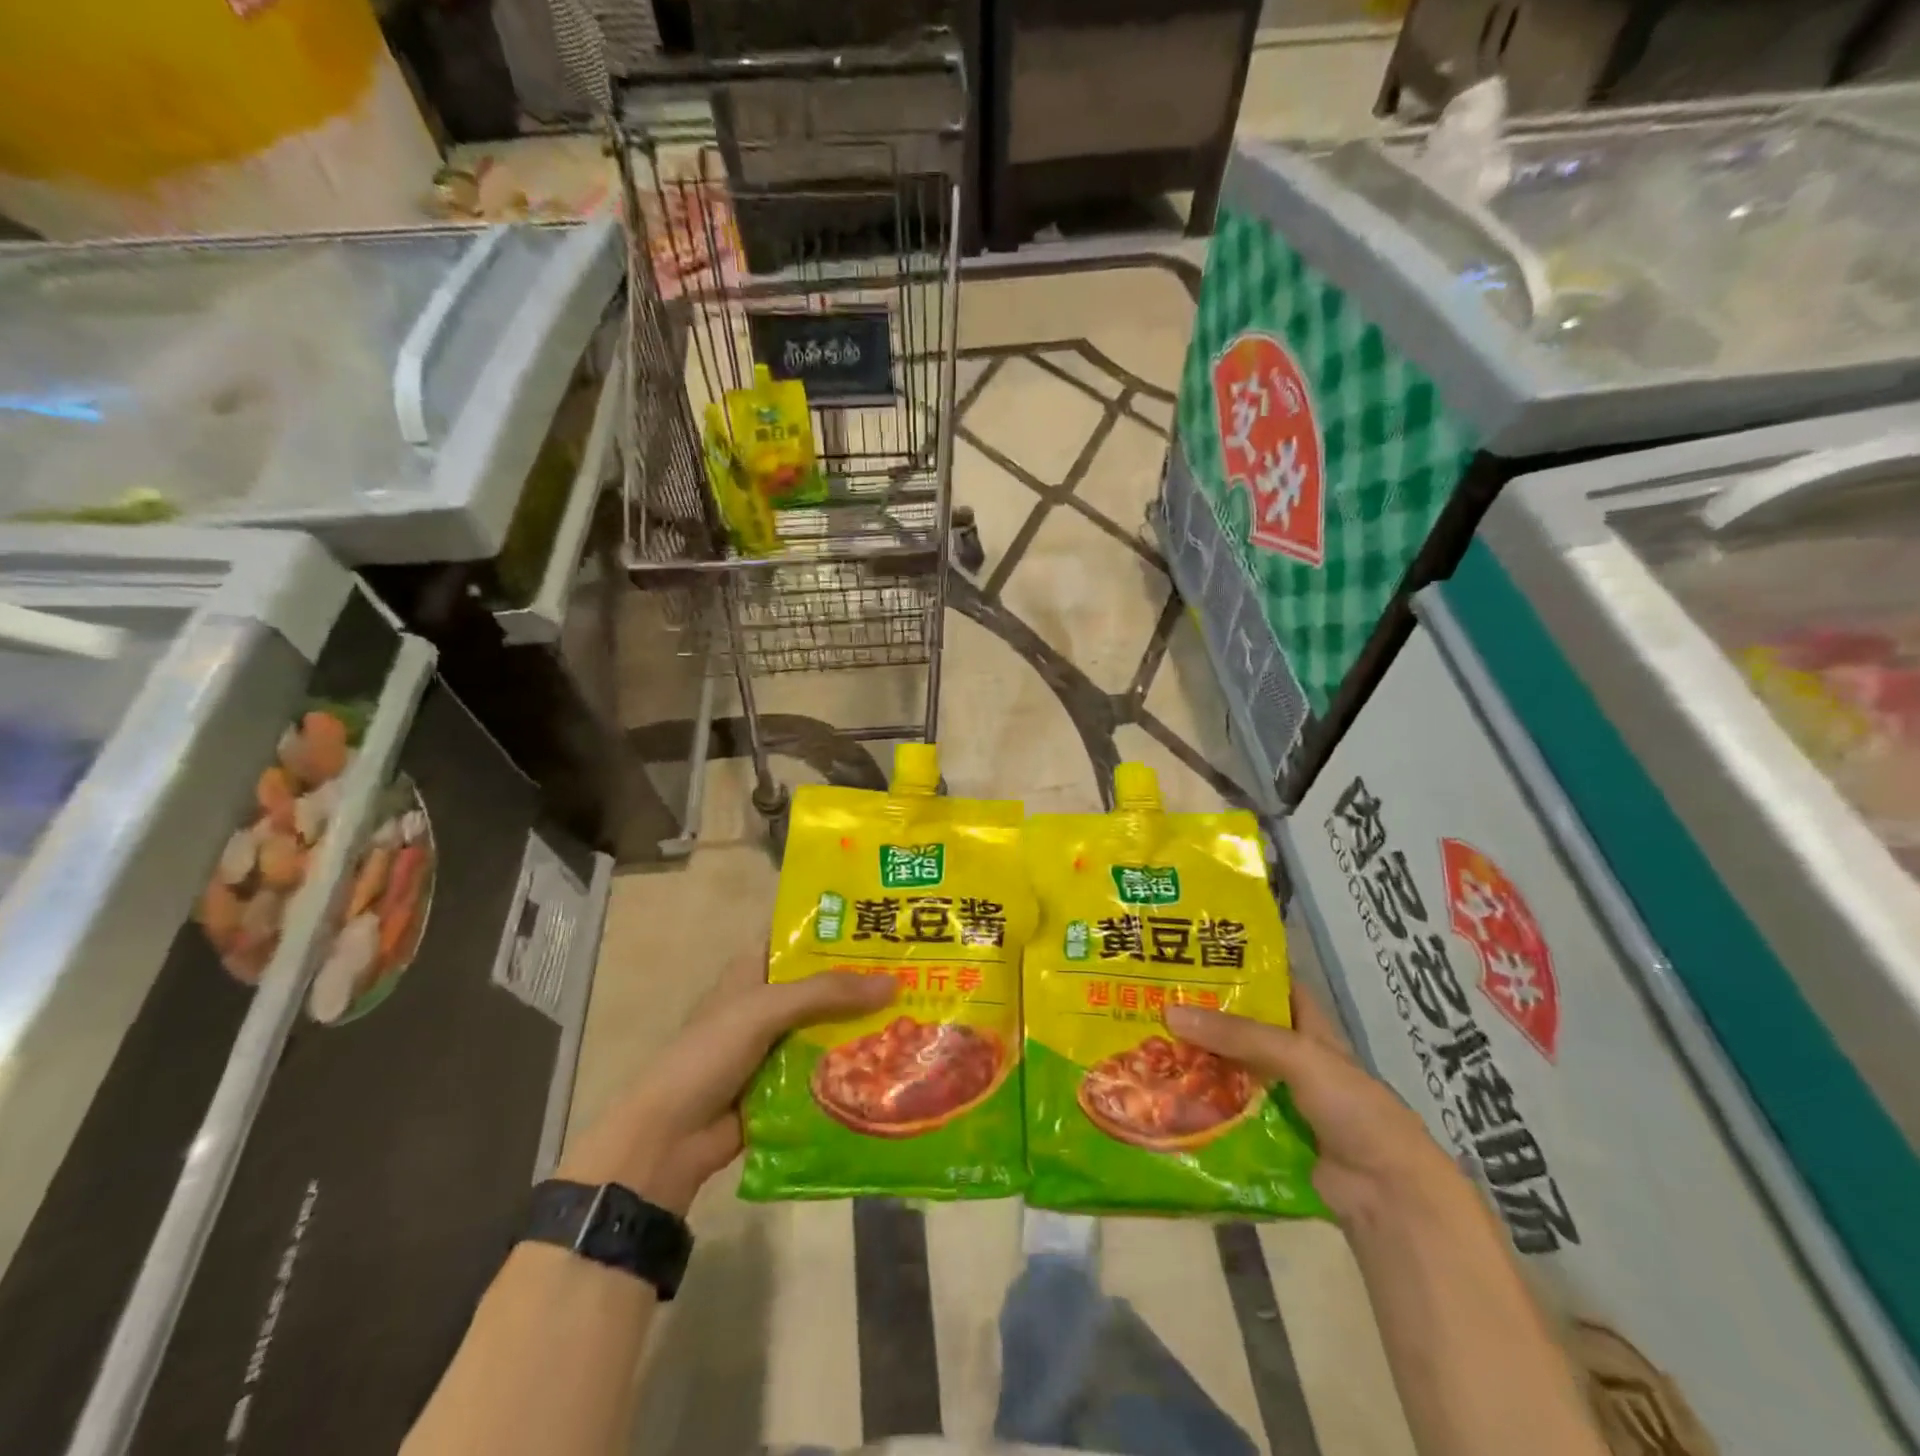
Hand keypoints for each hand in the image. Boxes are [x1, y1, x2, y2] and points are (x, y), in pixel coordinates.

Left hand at [557, 958, 895, 1215]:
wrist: (669, 1139)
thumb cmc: (709, 1054)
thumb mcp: (765, 1010)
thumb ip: (826, 993)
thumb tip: (894, 983)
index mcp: (754, 970)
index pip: (801, 936)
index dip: (839, 926)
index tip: (886, 919)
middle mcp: (769, 1001)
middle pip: (823, 983)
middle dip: (864, 979)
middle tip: (919, 969)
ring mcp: (777, 1044)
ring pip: (829, 1025)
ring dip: (864, 1024)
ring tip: (919, 1012)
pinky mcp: (786, 1084)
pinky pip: (827, 1067)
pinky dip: (854, 1065)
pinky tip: (895, 1061)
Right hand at [1166, 988, 1462, 1225]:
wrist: (1387, 1195)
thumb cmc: (1352, 1107)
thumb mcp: (1298, 1056)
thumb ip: (1238, 1034)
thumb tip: (1170, 1013)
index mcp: (1309, 1028)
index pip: (1273, 984)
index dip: (1240, 967)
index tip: (1193, 953)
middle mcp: (1292, 1057)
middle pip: (1242, 1028)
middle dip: (1203, 1015)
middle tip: (1152, 997)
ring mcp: (1278, 1098)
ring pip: (1229, 1069)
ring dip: (1195, 1060)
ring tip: (1145, 1041)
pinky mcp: (1266, 1135)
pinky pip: (1226, 1110)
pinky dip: (1199, 1102)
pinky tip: (1162, 1093)